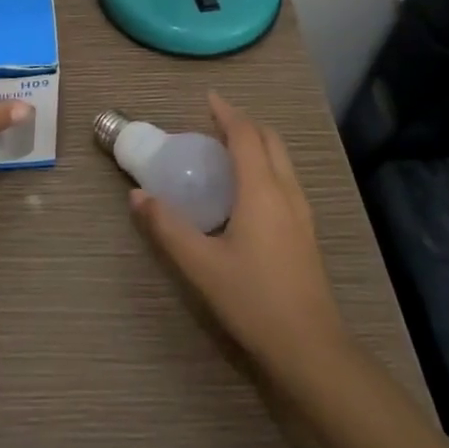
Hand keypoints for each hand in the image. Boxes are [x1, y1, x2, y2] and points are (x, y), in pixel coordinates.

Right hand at [131, 93, 345, 383]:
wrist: (311, 348)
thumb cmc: (253, 299)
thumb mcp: (200, 264)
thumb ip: (166, 226)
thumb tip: (137, 195)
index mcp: (262, 190)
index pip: (246, 135)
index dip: (226, 113)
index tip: (207, 98)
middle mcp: (286, 192)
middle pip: (270, 140)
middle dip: (244, 124)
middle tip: (213, 125)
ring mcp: (302, 212)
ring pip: (282, 160)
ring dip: (257, 144)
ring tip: (226, 153)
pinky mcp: (306, 232)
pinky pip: (285, 179)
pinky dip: (265, 166)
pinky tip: (245, 192)